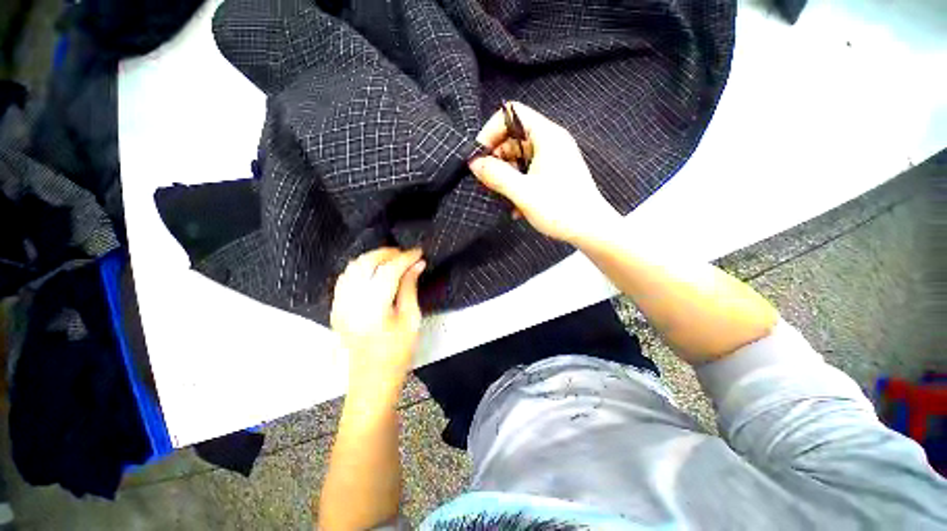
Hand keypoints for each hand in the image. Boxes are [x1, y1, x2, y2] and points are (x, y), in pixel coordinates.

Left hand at [330, 248, 425, 395]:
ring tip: (392, 260)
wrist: (372, 379)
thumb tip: (417, 265)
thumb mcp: (411, 319)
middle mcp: (351, 302)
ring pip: (353, 267)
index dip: (405, 258)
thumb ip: (410, 288)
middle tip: (405, 254)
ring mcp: (339, 305)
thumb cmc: (398, 352)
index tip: (418, 252)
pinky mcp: (336, 308)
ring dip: (373, 258)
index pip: (389, 271)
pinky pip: (346, 278)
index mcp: (373, 308)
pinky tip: (375, 271)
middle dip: (387, 253)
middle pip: (366, 263)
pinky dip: (361, 268)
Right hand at [468, 102, 619, 243]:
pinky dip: (517, 185)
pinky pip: (527, 171)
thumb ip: (496, 175)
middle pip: (513, 137)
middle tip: (486, 181)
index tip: (480, 156)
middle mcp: (550, 142)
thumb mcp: (523, 193)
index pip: (512, 114)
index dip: (491, 131)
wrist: (591, 230)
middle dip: (496, 158)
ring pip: (519, 157)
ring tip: (501, 197)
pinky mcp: (553, 174)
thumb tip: (474, 163)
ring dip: (506, 176)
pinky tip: (515, 207)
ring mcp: (553, 159)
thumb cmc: (560, 209)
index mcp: (547, 136)